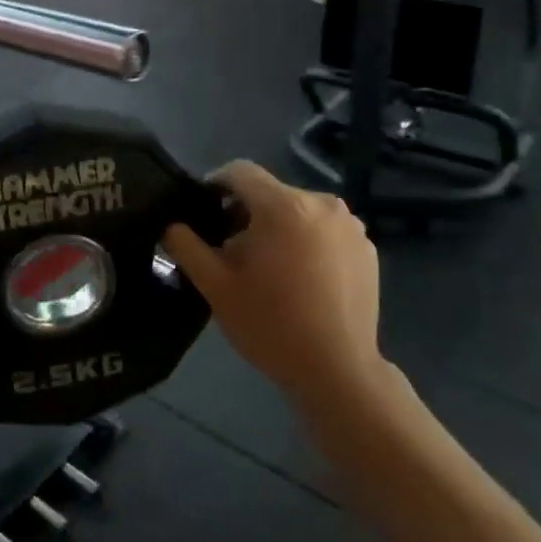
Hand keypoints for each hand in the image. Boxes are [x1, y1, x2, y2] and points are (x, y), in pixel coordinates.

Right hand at [163, 161, 388, 406]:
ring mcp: (350, 226)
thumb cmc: (270, 324)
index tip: (204, 212)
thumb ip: (186, 245)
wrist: (337, 370)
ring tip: (269, 268)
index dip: (215, 185)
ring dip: (278, 227)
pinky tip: (301, 279)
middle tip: (232, 251)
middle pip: (271, 193)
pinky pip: (325, 230)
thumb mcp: (214, 285)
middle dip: (246, 213)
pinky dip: (307, 242)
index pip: (240, 171)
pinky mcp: (367, 248)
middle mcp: (322, 203)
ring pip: (298, 211)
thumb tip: (173, 224)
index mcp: (284, 205)